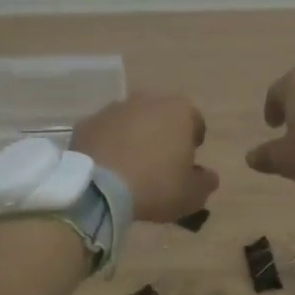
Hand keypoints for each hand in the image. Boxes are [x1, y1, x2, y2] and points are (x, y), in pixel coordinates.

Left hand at [72, 94, 219, 223]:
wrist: (99, 188)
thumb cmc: (155, 186)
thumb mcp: (192, 194)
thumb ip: (205, 182)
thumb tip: (207, 176)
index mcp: (179, 111)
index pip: (195, 122)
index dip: (193, 143)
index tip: (187, 163)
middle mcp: (147, 100)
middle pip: (161, 116)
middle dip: (162, 134)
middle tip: (159, 164)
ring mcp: (114, 109)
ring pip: (132, 121)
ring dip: (134, 136)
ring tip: (131, 166)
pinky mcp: (87, 122)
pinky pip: (105, 132)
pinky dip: (108, 144)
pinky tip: (107, 167)